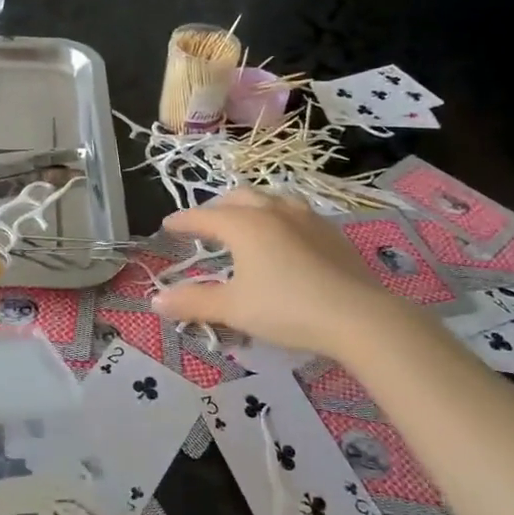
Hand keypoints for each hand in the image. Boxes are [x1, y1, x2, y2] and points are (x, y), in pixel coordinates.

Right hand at [152, 191, 392, 354]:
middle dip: (217, 209)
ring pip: (271, 199)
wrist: (357, 316)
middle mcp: (273, 211)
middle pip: (238, 198)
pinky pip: (296, 214)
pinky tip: (285, 237)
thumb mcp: (233, 308)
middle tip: (206, 225)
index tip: (168, 225)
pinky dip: (279, 218)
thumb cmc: (286, 308)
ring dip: (251, 207)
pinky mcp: (331, 232)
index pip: (203, 217)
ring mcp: (306, 218)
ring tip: (246, 222)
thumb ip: (193, 302)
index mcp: (244, 225)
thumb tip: (156, 300)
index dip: (183, 221)